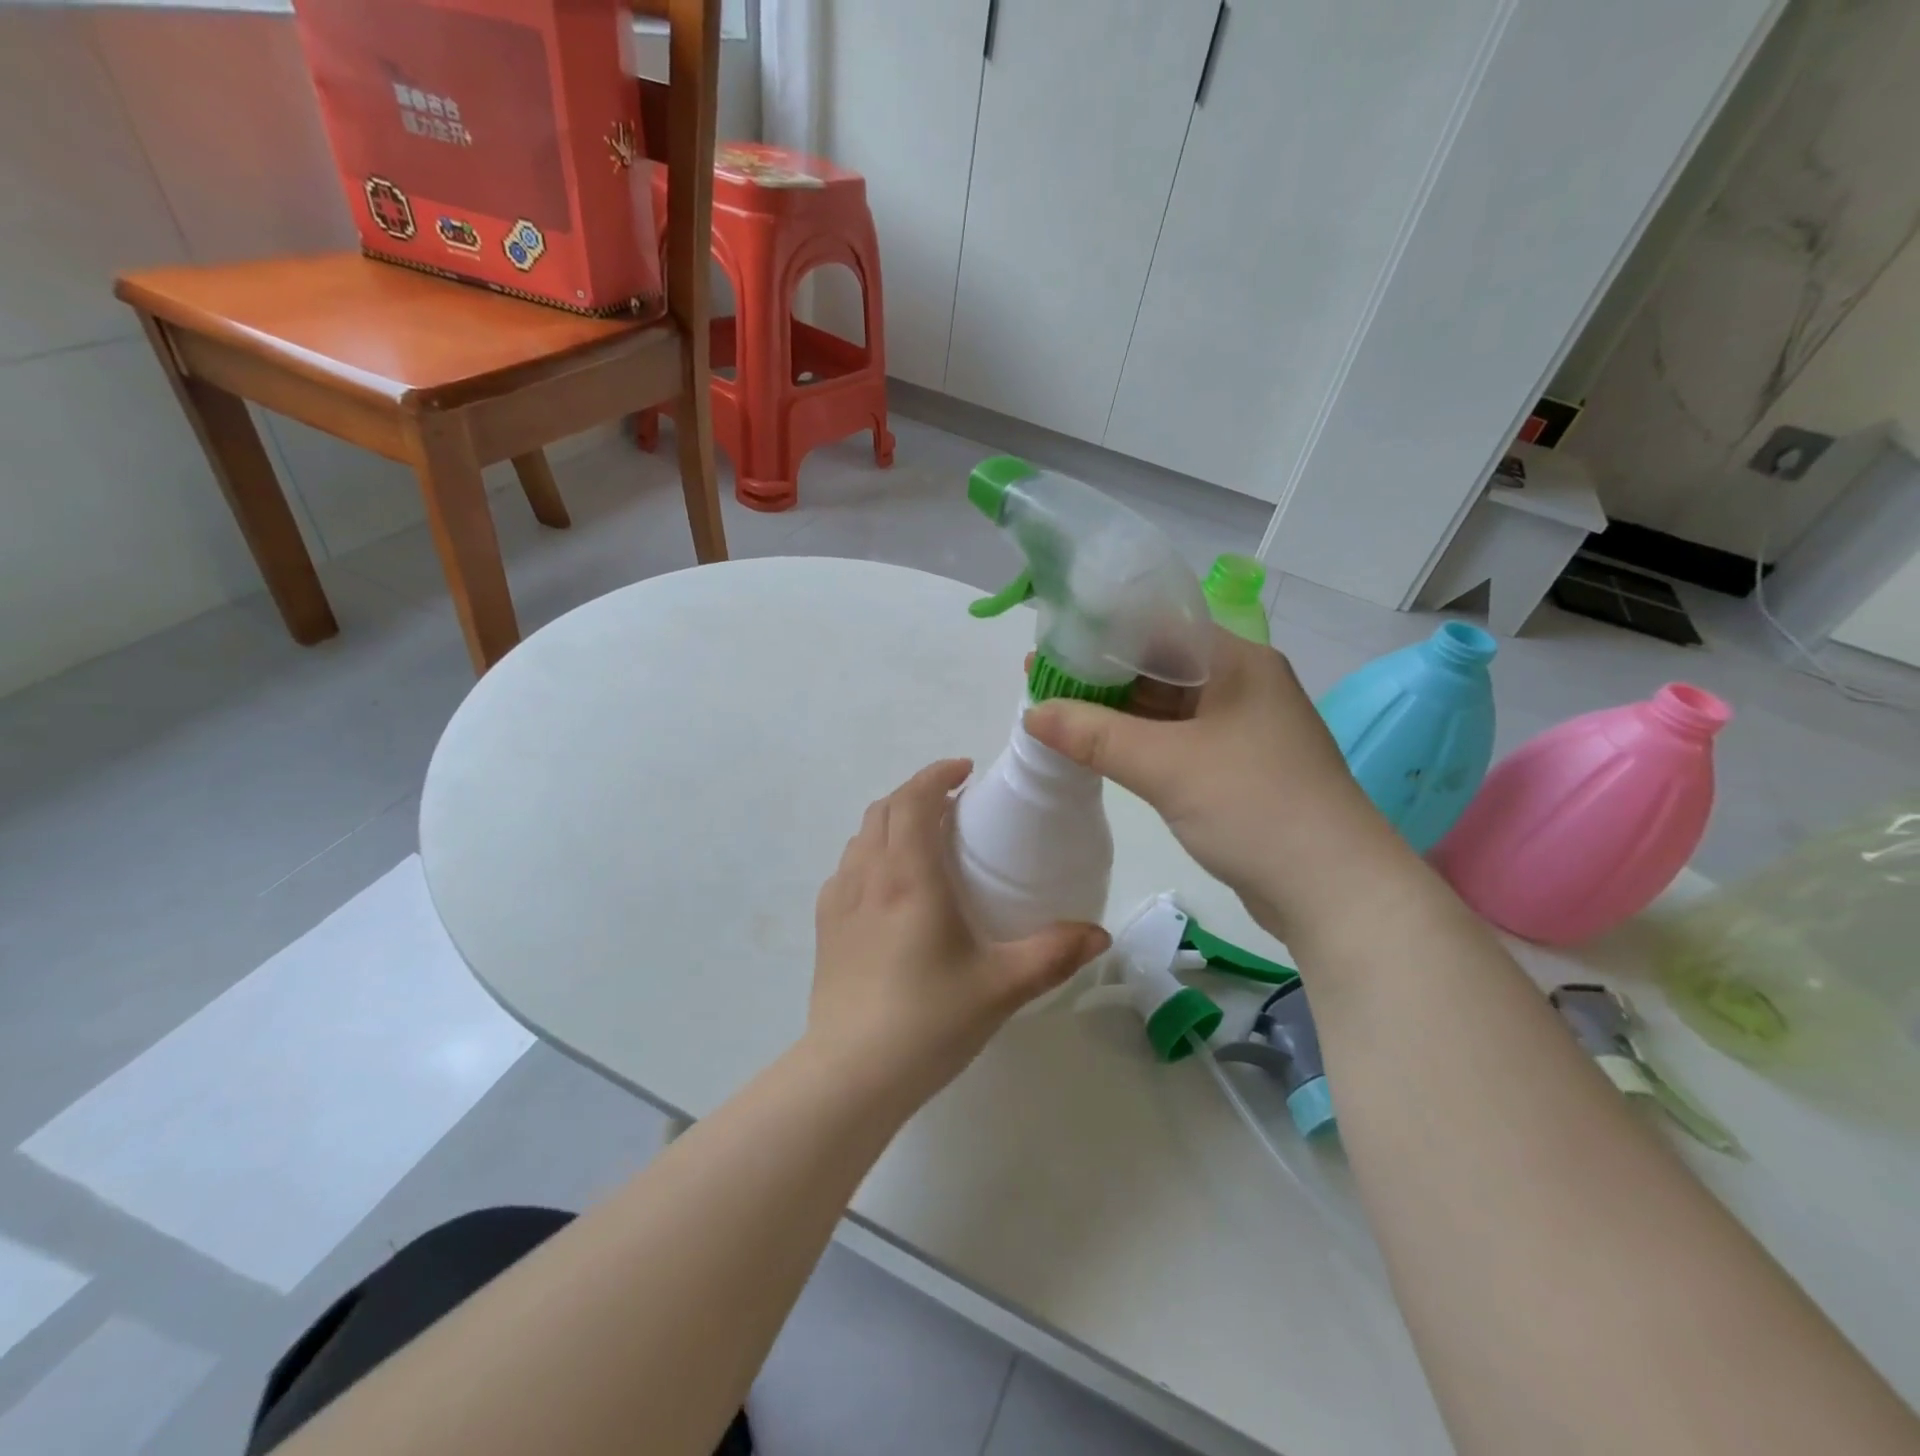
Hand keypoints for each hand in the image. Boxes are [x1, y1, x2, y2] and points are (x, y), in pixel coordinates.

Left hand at [809, 760, 1110, 1108]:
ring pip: (862, 836)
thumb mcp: (1002, 986)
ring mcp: (838, 901)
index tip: (967, 771)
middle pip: (885, 809)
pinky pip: (847, 868)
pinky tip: (890, 887)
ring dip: (892, 821)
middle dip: (917, 792)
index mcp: (908, 876)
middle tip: (954, 803)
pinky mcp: (824, 927)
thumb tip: (1099, 934)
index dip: (937, 774)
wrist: (850, 1075)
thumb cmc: (928, 1021)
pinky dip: (871, 853)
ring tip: (925, 839)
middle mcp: (867, 875)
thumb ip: (1054, 955)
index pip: (915, 799)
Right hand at [1024, 628, 1400, 936]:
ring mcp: (1239, 728)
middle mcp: (1240, 684)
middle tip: (1040, 681)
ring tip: (1055, 712)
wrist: (1333, 891)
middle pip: (1158, 667)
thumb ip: (1095, 735)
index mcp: (1237, 661)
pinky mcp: (1234, 768)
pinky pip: (1174, 742)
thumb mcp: (1167, 766)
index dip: (1099, 634)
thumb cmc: (1255, 806)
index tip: (1049, 645)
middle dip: (1100, 676)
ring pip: (1165, 708)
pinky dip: (1136, 743)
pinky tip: (1095, 747)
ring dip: (1115, 713)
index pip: (1158, 628)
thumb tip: (1032, 713)